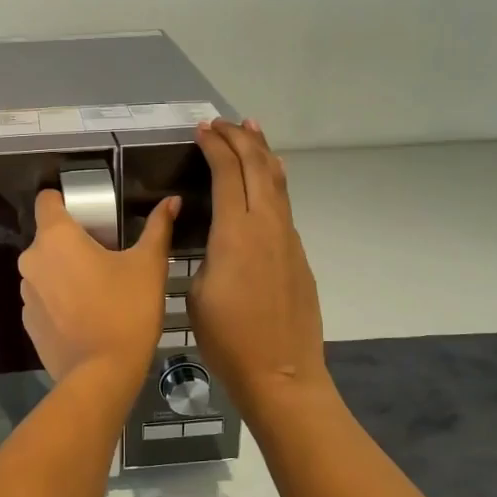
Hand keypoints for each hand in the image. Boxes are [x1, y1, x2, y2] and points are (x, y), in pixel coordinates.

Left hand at [20, 188, 180, 383]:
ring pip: (45, 269)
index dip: (66, 201)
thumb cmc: (127, 311)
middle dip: (72, 241)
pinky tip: (86, 315)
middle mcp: (32, 260)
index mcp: (56, 237)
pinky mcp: (29, 322)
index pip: (47, 200)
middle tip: (106, 255)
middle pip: (49, 237)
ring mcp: (27, 294)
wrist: (102, 374)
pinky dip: (60, 300)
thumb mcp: (149, 265)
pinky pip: (44, 298)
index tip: (91, 214)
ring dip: (64, 271)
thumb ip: (158, 228)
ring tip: (97, 288)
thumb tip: (172, 201)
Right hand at [189, 120, 331, 421]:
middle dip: (240, 138)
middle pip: (258, 166)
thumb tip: (215, 235)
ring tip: (252, 130)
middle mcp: (267, 226)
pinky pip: (284, 206)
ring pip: (277, 182)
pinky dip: (271, 182)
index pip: (227, 172)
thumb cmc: (228, 339)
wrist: (281, 373)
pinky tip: (266, 182)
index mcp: (236, 233)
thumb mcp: (197, 293)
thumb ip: (206, 253)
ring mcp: (288, 240)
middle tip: (222, 123)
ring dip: (262, 153)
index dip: (215, 146)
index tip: (201, 130)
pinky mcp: (298, 256)